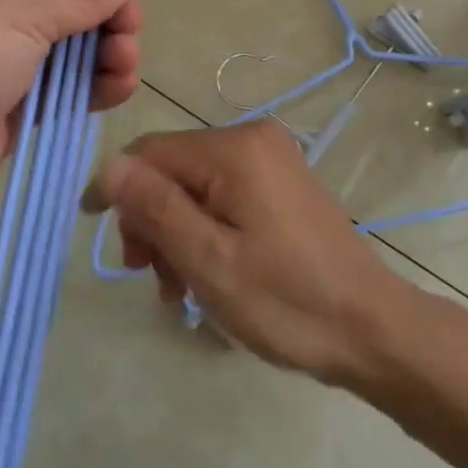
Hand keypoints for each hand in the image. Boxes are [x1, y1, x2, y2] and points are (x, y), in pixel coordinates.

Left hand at [0, 0, 141, 234]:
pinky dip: (95, 88)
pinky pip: (68, 90)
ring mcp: (11, 61)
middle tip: (128, 35)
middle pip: (75, 5)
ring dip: (109, 54)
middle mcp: (2, 9)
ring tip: (124, 66)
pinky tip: (118, 90)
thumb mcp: (23, 13)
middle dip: (109, 18)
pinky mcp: (19, 107)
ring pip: (77, 49)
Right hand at [92, 121, 409, 384]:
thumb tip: (109, 166)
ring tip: (181, 290)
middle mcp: (253, 139)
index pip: (151, 152)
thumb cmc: (286, 300)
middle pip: (173, 169)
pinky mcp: (281, 183)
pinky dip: (206, 230)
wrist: (369, 328)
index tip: (98, 236)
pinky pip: (224, 196)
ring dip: (177, 233)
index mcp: (235, 149)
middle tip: (153, 278)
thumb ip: (156, 208)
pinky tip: (207, 274)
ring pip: (195, 186)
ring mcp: (271, 159)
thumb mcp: (209, 260)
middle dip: (152, 220)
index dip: (118, 190)